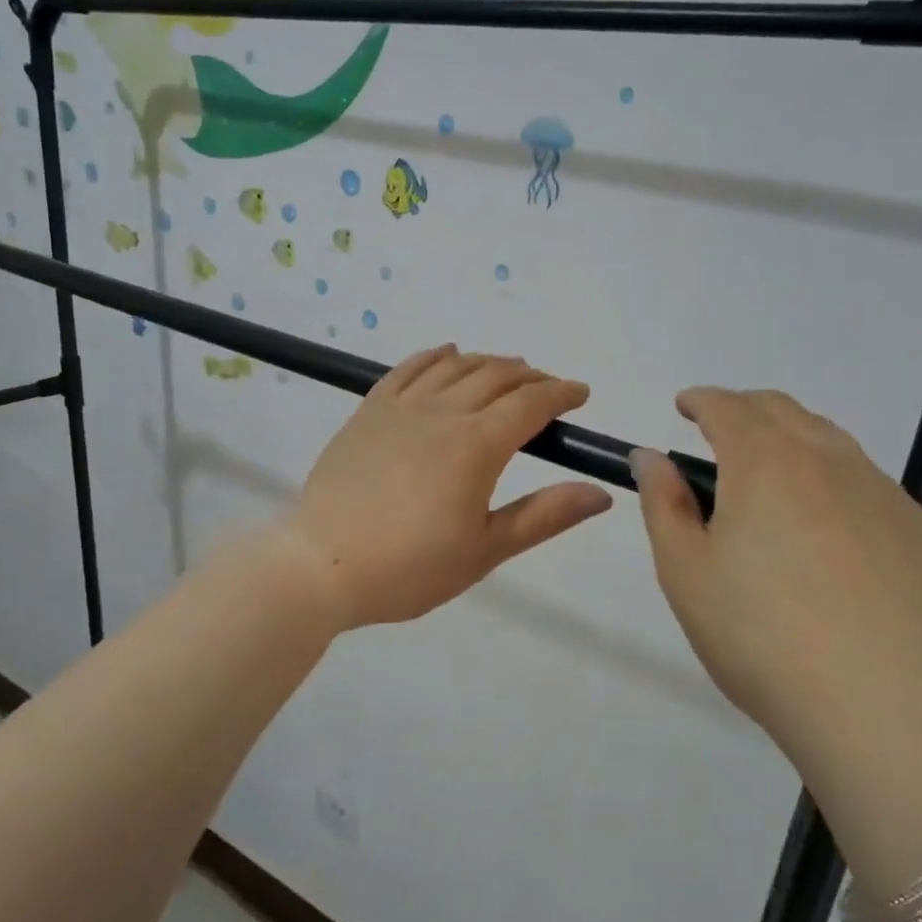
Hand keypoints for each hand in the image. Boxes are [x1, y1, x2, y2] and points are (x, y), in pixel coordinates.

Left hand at [286, 346, 613, 629]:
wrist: (320, 564)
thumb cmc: (409, 567)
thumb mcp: (485, 550)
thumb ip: (544, 516)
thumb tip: (601, 493)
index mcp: (477, 445)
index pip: (530, 403)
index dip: (561, 393)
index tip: (580, 394)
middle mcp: (442, 412)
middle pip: (496, 376)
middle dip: (530, 377)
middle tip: (548, 389)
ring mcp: (401, 407)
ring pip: (455, 366)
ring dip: (488, 362)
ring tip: (506, 371)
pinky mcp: (369, 411)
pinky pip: (408, 368)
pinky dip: (435, 355)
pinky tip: (447, 354)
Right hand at [632, 389, 921, 739]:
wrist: (867, 701)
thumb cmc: (753, 631)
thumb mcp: (683, 568)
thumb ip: (663, 501)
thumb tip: (651, 455)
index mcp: (764, 461)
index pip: (726, 406)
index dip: (699, 400)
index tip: (684, 408)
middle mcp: (827, 458)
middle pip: (781, 410)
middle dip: (744, 410)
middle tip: (720, 438)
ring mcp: (881, 491)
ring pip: (829, 440)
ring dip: (792, 441)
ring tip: (773, 480)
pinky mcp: (919, 528)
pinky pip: (867, 484)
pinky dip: (835, 484)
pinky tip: (828, 532)